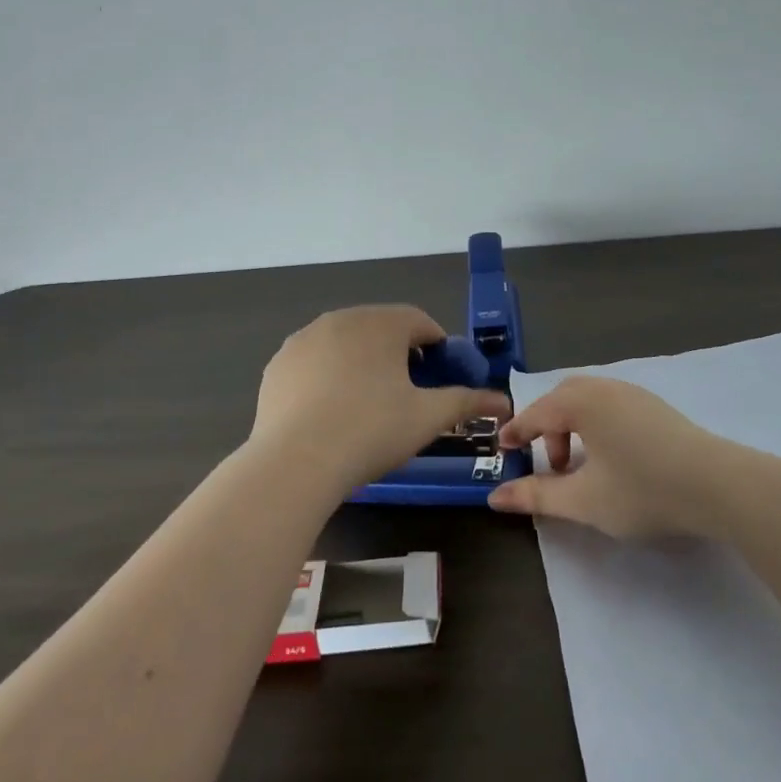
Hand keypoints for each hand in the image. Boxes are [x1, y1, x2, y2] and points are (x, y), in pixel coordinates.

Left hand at [251, 305, 511, 495]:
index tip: (439, 378)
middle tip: (406, 395)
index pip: (420, 322)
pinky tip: (329, 412)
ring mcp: (303, 339)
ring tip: (366, 406)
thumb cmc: (371, 431)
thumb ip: (466, 401)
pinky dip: (327, 377)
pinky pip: (314, 362)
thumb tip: (503, 400)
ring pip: (345, 344)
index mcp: (381, 323)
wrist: (295, 463)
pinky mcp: (278, 364)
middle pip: (381, 329)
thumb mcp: (427, 417)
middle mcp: (341, 319)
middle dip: (398, 355)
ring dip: (362, 363)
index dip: (436, 348)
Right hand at [486, 376, 719, 536]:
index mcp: (582, 403)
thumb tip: (495, 496)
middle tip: (548, 463)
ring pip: (589, 399)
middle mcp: (605, 388)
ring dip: (573, 426)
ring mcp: (634, 394)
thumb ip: (537, 496)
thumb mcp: (584, 501)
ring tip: (580, 466)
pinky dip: (596, 423)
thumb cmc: (643, 490)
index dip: (517, 432)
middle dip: (547, 427)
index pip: (537, 413)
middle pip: (562, 398)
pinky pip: (610, 404)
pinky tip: (611, 457)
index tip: (503, 450)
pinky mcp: (656, 407)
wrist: (718, 485)